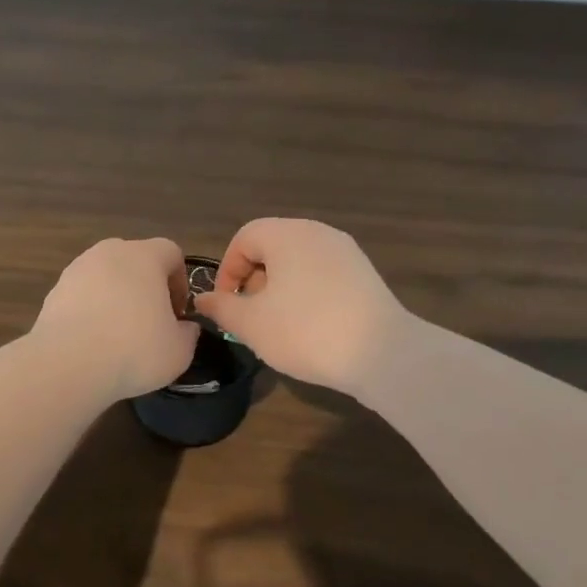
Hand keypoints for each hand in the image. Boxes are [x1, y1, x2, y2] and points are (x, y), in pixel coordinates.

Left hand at [32, 237, 199, 400]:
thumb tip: (185, 327)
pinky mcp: (54, 290)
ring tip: (118, 334)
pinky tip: (92, 341)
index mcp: (144, 256)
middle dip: (146, 286)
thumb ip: (188, 333)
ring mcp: (77, 269)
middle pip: (135, 260)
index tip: (177, 313)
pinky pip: (82, 295)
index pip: (171, 253)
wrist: (68, 364)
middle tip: (150, 322)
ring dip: (116, 297)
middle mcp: (109, 252)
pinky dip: (90, 310)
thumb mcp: (179, 350)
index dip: (179, 281)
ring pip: (106, 276)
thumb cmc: (134, 349)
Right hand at [193, 218, 410, 395]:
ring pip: (297, 261)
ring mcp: (345, 251)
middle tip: (251, 316)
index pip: (244, 238)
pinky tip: (309, 326)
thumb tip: (203, 300)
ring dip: (279, 288)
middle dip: (253, 280)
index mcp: (286, 234)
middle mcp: (317, 232)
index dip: (227, 270)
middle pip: (272, 247)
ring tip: (278, 324)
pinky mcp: (364, 273)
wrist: (383, 354)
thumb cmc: (306, 331)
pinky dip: (306, 292)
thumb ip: (222, 308)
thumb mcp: (251, 324)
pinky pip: (322, 273)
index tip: (227, 305)